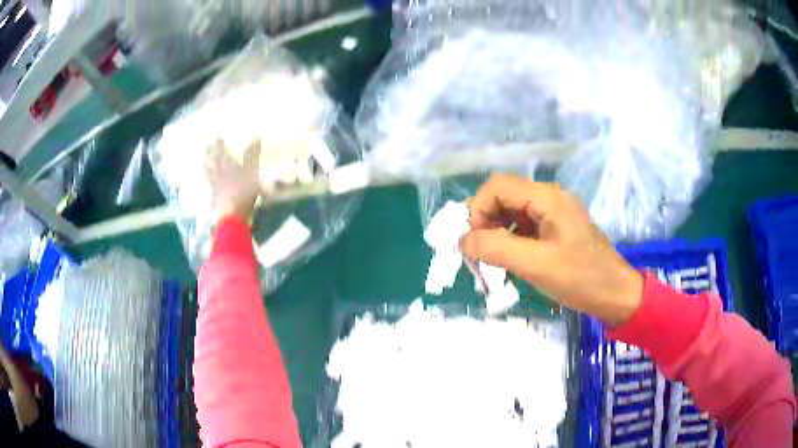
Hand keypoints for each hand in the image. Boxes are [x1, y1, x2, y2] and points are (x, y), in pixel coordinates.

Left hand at [205, 139, 261, 224]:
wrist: (231, 215)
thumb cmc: (243, 191)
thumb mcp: (252, 171)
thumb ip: (252, 154)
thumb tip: (256, 135)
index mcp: (226, 164)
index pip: (220, 152)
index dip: (218, 145)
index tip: (217, 138)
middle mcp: (217, 173)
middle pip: (211, 161)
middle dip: (209, 153)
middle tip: (207, 147)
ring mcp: (214, 186)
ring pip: (208, 172)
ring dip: (206, 165)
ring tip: (205, 161)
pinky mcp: (214, 198)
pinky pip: (209, 185)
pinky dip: (208, 180)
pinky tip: (209, 180)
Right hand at [460, 175, 642, 325]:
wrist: (614, 294)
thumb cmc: (580, 278)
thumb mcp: (535, 264)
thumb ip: (496, 248)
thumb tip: (462, 239)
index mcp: (546, 197)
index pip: (496, 187)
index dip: (478, 211)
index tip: (475, 243)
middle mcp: (548, 197)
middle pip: (503, 197)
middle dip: (484, 222)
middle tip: (479, 253)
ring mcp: (553, 212)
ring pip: (511, 212)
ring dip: (495, 232)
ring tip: (492, 260)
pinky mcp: (555, 228)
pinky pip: (523, 226)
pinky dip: (509, 240)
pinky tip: (509, 260)